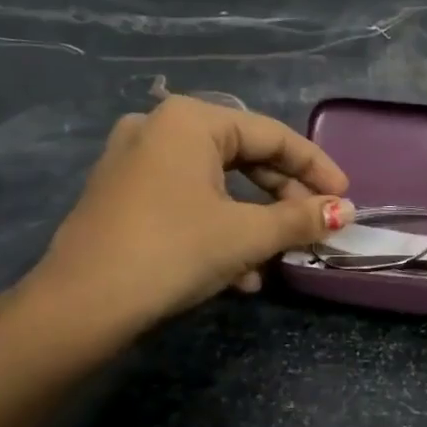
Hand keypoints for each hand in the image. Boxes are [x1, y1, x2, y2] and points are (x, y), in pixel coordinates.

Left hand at [14, 98, 353, 351]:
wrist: (81, 305)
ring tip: (276, 258)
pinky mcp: (121, 195)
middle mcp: (159, 128)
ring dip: (253, 220)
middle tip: (314, 224)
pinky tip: (236, 274)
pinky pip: (186, 200)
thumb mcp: (245, 235)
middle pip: (243, 157)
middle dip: (283, 196)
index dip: (315, 166)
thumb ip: (299, 218)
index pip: (272, 135)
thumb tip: (345, 212)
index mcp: (190, 121)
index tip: (345, 196)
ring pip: (215, 184)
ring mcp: (134, 161)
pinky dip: (218, 228)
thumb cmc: (173, 251)